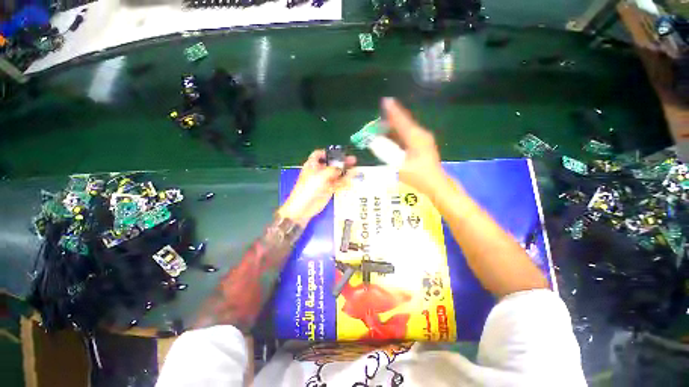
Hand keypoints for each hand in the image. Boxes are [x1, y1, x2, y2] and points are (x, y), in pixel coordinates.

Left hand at [278, 150, 355, 226]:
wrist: (304, 207)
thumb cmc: (309, 188)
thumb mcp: (321, 175)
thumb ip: (333, 169)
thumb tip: (341, 166)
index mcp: (312, 165)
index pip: (319, 154)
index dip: (328, 152)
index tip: (338, 153)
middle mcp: (319, 171)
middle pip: (331, 164)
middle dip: (341, 162)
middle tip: (352, 160)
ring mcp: (324, 181)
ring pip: (336, 174)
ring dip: (345, 171)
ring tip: (355, 168)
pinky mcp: (329, 189)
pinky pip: (338, 183)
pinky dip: (345, 181)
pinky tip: (352, 178)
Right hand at [382, 98, 445, 194]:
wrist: (436, 184)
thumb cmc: (418, 176)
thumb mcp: (399, 165)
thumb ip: (387, 152)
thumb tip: (376, 142)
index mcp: (416, 137)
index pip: (402, 121)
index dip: (392, 111)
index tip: (385, 101)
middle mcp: (420, 135)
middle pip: (404, 123)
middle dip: (391, 120)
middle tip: (378, 119)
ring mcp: (423, 140)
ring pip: (406, 129)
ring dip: (394, 128)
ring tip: (382, 127)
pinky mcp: (423, 145)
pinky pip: (408, 135)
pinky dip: (399, 135)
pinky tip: (392, 137)